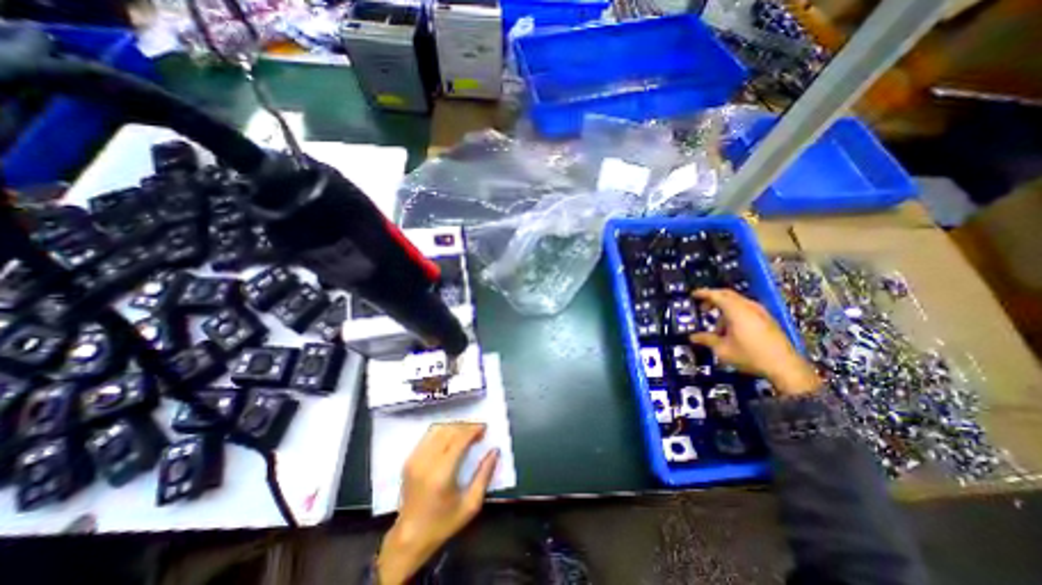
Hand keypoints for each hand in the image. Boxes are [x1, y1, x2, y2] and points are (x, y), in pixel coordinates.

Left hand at [380, 422, 500, 581]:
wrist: (410, 538)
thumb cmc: (443, 524)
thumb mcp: (471, 504)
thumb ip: (484, 475)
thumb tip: (495, 451)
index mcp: (441, 474)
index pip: (459, 439)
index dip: (473, 430)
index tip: (485, 428)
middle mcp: (426, 462)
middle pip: (449, 431)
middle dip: (466, 427)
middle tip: (479, 430)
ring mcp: (415, 459)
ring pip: (438, 429)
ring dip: (455, 427)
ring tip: (467, 432)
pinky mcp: (409, 459)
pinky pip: (428, 436)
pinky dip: (443, 431)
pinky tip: (452, 437)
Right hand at [690, 287, 823, 397]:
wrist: (785, 367)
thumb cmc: (750, 356)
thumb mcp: (723, 350)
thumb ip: (707, 340)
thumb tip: (693, 337)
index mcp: (736, 310)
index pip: (716, 295)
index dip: (703, 293)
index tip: (693, 294)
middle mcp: (749, 307)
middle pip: (728, 295)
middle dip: (713, 300)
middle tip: (703, 308)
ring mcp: (761, 312)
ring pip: (737, 303)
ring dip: (724, 310)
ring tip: (718, 328)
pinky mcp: (768, 320)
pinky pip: (746, 309)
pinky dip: (735, 314)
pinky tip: (733, 330)